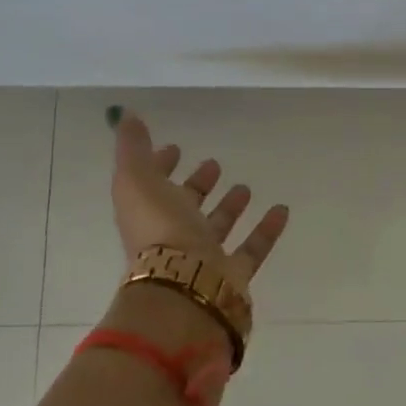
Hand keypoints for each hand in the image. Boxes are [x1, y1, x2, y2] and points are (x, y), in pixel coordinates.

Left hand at [112, 112, 290, 293]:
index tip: (175, 148)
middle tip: (213, 165)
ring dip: (229, 207)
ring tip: (245, 186)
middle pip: (185, 207)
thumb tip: (123, 116)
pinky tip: (282, 210)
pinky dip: (266, 230)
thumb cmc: (159, 229)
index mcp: (147, 213)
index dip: (160, 166)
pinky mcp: (232, 276)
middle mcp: (172, 235)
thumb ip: (132, 148)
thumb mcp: (136, 179)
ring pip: (217, 228)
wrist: (184, 289)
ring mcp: (202, 258)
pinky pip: (252, 248)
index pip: (152, 185)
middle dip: (197, 186)